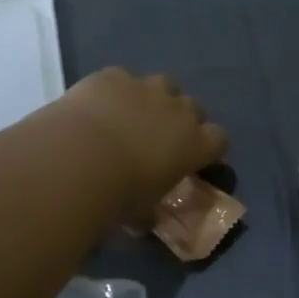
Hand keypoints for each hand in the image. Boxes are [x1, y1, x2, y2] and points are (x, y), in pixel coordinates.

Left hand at [53, 68, 227, 218]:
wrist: (79, 159)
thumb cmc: (119, 194)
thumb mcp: (141, 213)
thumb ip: (149, 213)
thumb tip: (144, 221)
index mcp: (195, 145)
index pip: (219, 139)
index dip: (208, 147)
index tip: (194, 158)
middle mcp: (178, 110)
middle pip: (194, 107)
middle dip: (182, 119)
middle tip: (160, 137)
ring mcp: (146, 88)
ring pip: (163, 84)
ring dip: (153, 98)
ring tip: (131, 115)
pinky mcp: (114, 76)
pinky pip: (121, 78)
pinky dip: (115, 90)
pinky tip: (97, 105)